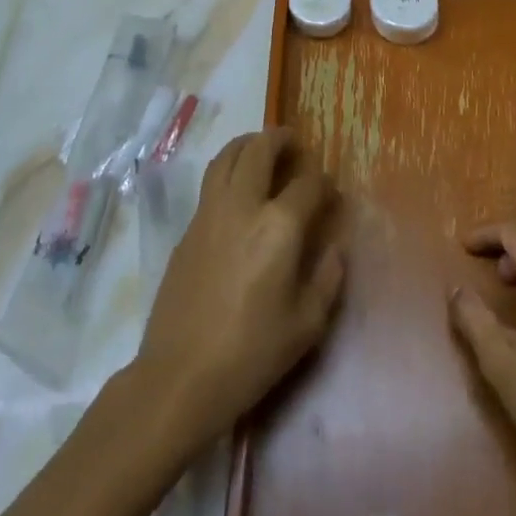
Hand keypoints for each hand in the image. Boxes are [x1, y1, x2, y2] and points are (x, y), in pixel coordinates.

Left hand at [134, 128, 343, 451]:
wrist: (180, 376)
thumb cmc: (252, 353)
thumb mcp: (307, 324)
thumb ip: (328, 278)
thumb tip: (335, 248)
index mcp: (279, 226)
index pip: (307, 183)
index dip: (323, 182)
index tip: (330, 193)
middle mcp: (242, 206)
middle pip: (259, 150)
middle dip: (279, 139)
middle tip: (292, 142)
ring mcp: (208, 214)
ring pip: (226, 157)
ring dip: (247, 144)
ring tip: (261, 148)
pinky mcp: (187, 230)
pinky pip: (210, 184)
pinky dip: (227, 171)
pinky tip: (237, 192)